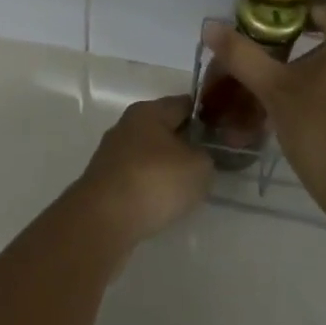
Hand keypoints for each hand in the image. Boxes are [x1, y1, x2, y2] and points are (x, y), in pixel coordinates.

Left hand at [74, 95, 213, 246]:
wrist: (103, 220)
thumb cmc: (155, 181)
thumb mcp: (199, 167)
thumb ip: (207, 156)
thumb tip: (200, 157)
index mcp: (148, 111)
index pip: (183, 104)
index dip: (205, 116)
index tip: (221, 133)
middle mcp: (127, 126)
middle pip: (164, 128)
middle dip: (184, 143)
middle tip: (207, 163)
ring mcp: (112, 154)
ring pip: (148, 154)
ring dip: (166, 167)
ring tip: (186, 188)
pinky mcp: (104, 182)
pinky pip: (135, 178)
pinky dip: (149, 187)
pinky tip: (161, 204)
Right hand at [202, 7, 325, 234]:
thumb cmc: (324, 134)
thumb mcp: (275, 91)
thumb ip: (242, 54)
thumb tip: (209, 25)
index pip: (309, 11)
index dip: (281, 25)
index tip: (261, 45)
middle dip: (300, 45)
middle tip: (271, 68)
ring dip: (318, 63)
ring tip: (287, 85)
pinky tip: (314, 100)